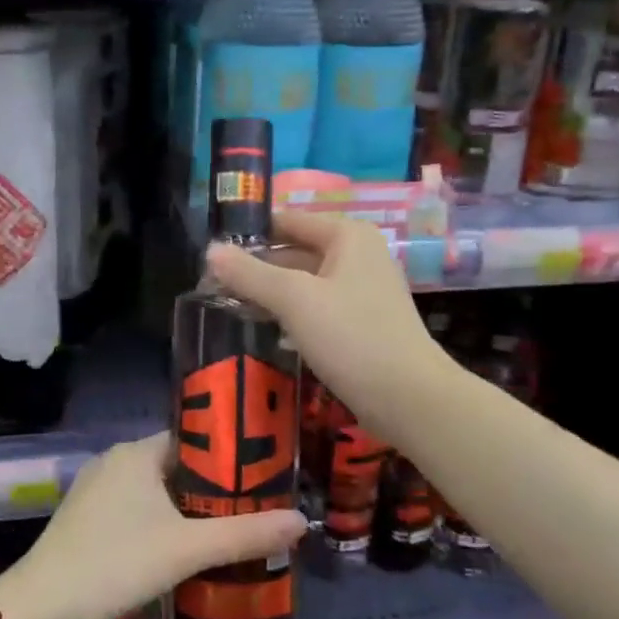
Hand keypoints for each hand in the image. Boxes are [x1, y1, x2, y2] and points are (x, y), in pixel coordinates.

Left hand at [0, 433, 306, 618]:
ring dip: (191, 511)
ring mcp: (97, 493)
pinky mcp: (88, 523)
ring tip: (233, 531)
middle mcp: (115, 463)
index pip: (195, 440)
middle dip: (215, 489)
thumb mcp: (187, 549)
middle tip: (257, 508)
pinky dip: (165, 526)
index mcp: (136, 453)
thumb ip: (245, 534)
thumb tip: (302, 521)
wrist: (40, 611)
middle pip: (178, 468)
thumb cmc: (116, 563)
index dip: (230, 456)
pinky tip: (187, 552)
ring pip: (158, 494)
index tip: (265, 475)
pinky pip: (138, 513)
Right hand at [205, 209, 447, 441]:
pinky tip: (265, 329)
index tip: (211, 251)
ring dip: (270, 293)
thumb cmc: (351, 336)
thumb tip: (210, 251)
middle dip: (256, 267)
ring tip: (228, 306)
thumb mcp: (294, 300)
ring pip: (304, 282)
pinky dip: (291, 314)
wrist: (408, 397)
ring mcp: (361, 290)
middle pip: (294, 251)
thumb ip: (250, 273)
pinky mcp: (360, 323)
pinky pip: (316, 307)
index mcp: (347, 236)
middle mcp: (358, 255)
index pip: (287, 220)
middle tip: (212, 285)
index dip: (249, 233)